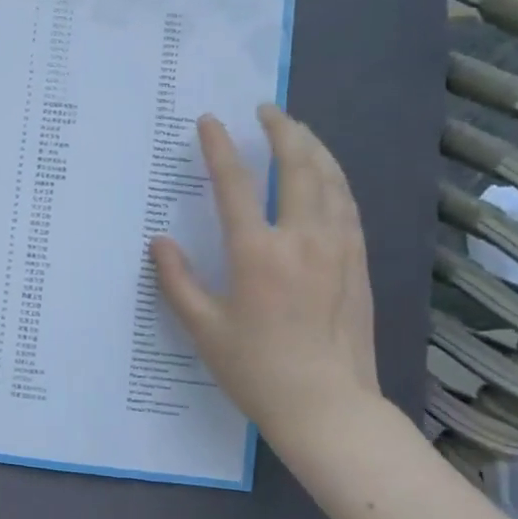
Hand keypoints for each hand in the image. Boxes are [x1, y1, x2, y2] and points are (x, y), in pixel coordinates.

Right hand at [151, 105, 378, 445]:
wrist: (329, 408)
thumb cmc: (257, 370)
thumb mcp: (204, 328)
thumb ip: (177, 281)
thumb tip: (159, 242)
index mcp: (257, 253)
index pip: (235, 184)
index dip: (219, 147)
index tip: (209, 121)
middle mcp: (302, 239)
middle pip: (298, 166)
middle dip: (282, 130)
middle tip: (267, 110)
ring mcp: (338, 249)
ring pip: (331, 180)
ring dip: (313, 147)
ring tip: (298, 129)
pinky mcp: (358, 263)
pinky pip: (348, 205)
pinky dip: (334, 178)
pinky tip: (327, 175)